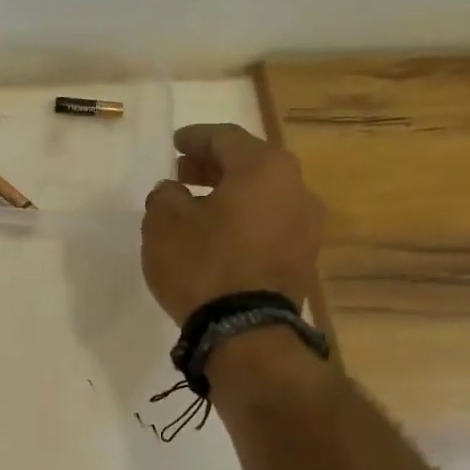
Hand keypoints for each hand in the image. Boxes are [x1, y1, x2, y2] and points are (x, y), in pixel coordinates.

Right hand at [141, 123, 324, 323]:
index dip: (195, 138)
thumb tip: (173, 192)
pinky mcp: (302, 258)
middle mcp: (296, 188)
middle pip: (249, 164)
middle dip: (213, 166)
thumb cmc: (202, 265)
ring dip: (229, 195)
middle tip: (182, 175)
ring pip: (261, 196)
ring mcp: (305, 226)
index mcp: (264, 168)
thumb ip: (165, 196)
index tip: (174, 143)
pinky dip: (242, 221)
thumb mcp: (164, 223)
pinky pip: (268, 225)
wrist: (246, 332)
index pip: (225, 138)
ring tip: (197, 208)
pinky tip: (218, 236)